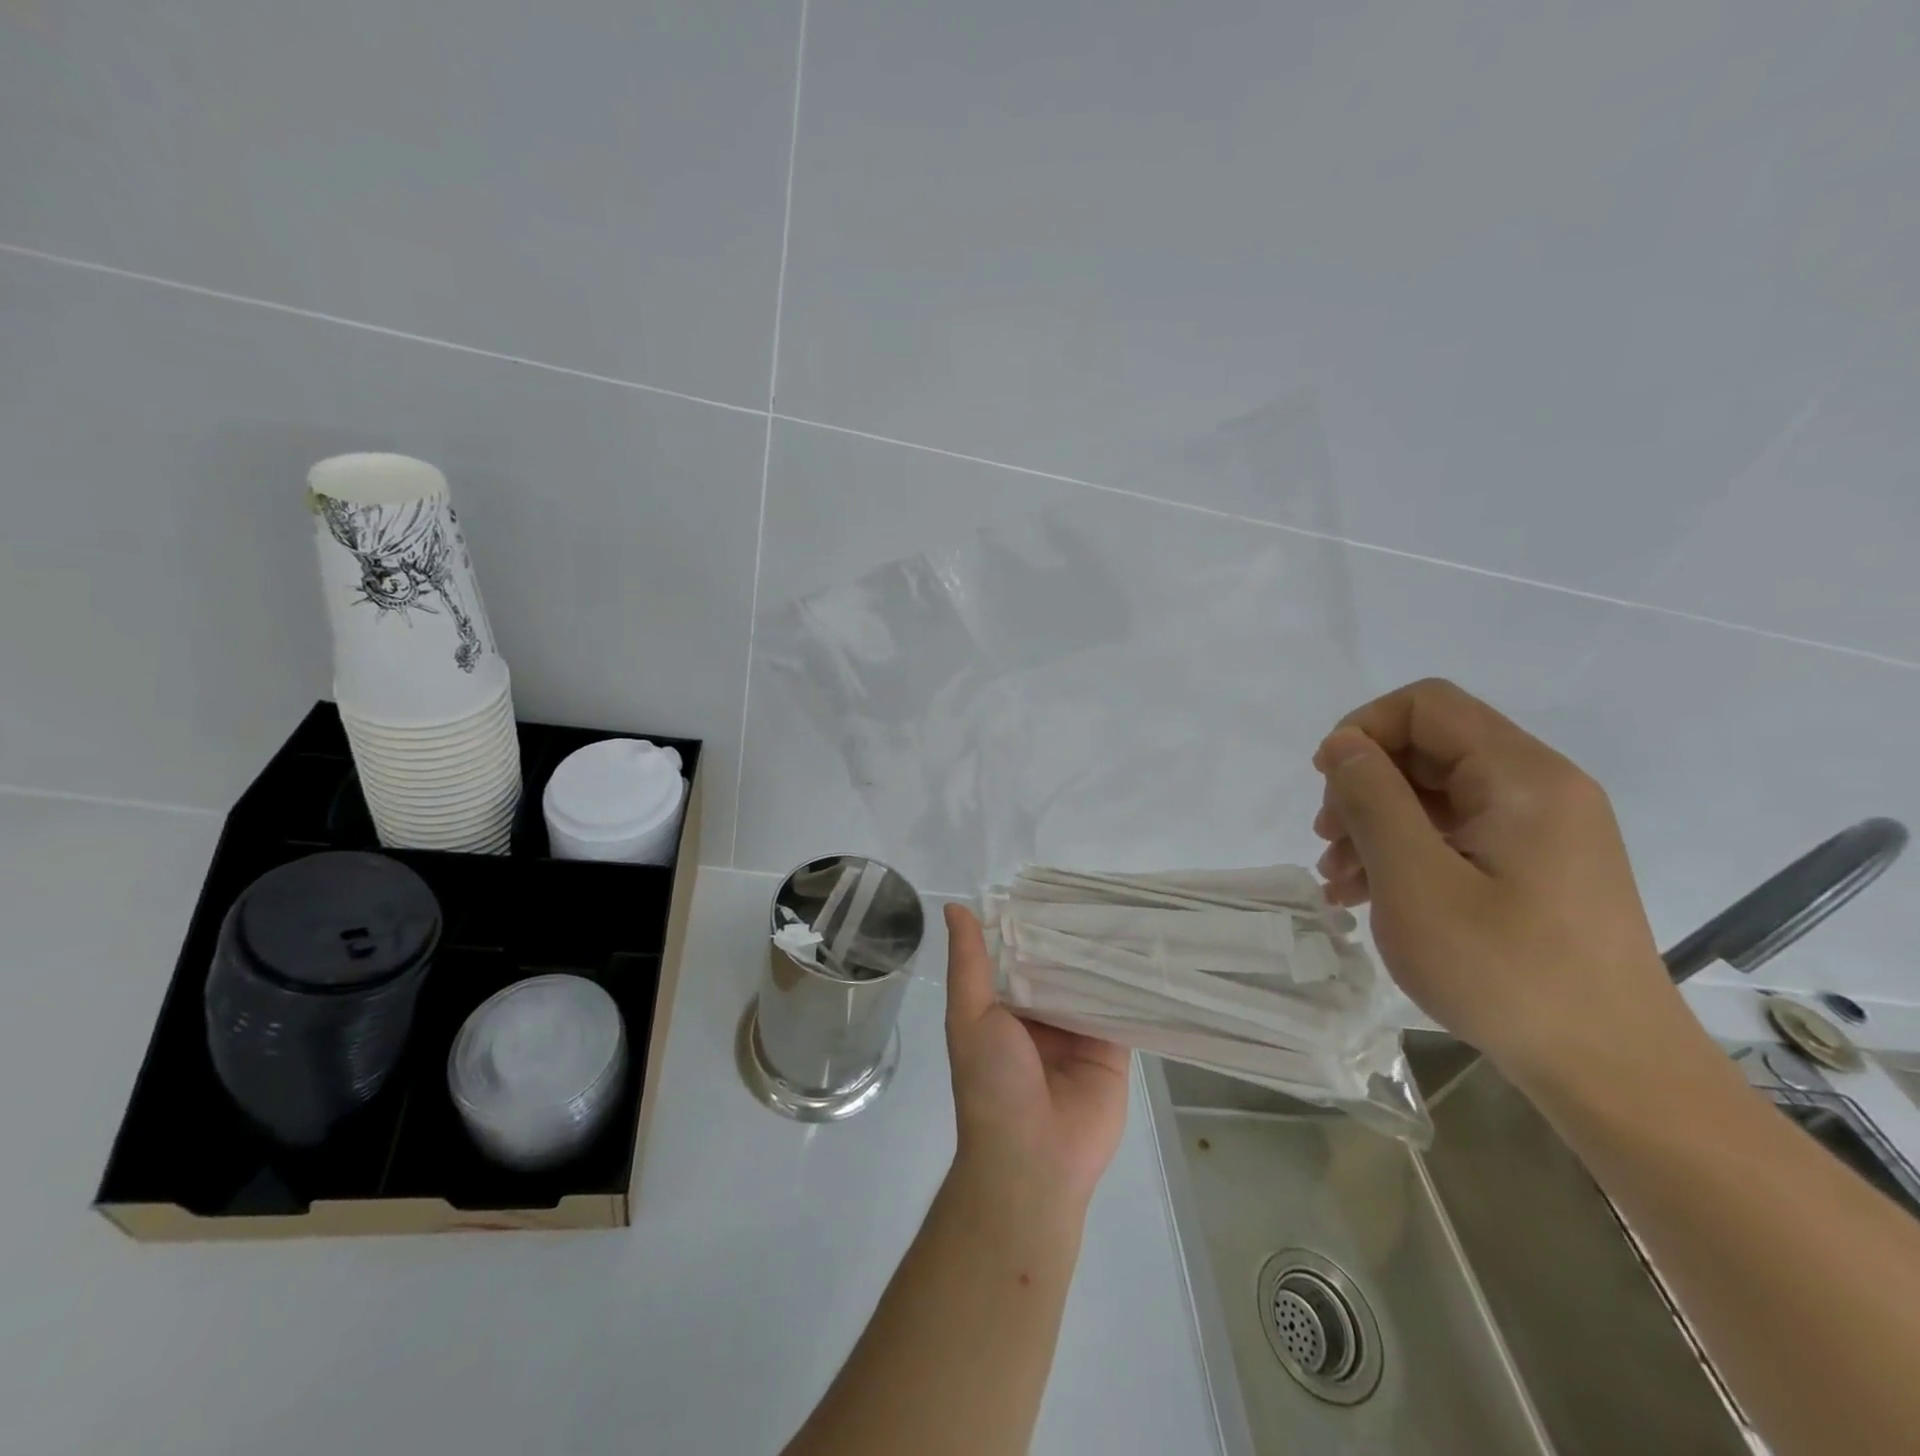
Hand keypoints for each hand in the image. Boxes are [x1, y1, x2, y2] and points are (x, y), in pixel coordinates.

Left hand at [942, 904, 1129, 1213]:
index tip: (1054, 884)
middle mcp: (1043, 1015)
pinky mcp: (1114, 1050)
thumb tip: (955, 908)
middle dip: (1073, 935)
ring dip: (1105, 955)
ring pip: (1093, 982)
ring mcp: (1080, 1032)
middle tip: (1099, 889)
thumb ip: (969, 962)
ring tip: (1127, 907)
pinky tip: (1149, 949)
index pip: (1022, 953)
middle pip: (1061, 965)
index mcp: (1007, 1006)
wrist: (1032, 1159)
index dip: (1033, 922)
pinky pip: (1123, 1010)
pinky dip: (1132, 985)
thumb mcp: (970, 1015)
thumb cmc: (991, 1082)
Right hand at [1311, 679, 1687, 1081]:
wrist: (1612, 1073)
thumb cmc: (1506, 973)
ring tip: (1339, 881)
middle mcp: (1540, 788)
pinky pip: (1456, 834)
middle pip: (1428, 749)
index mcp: (1522, 777)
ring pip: (1435, 794)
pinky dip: (1406, 852)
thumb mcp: (1416, 881)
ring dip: (1375, 825)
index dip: (1363, 729)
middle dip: (1363, 787)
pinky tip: (1369, 895)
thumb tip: (1341, 743)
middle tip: (1328, 845)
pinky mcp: (1537, 867)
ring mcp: (1542, 830)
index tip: (1325, 784)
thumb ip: (1372, 799)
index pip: (1427, 705)